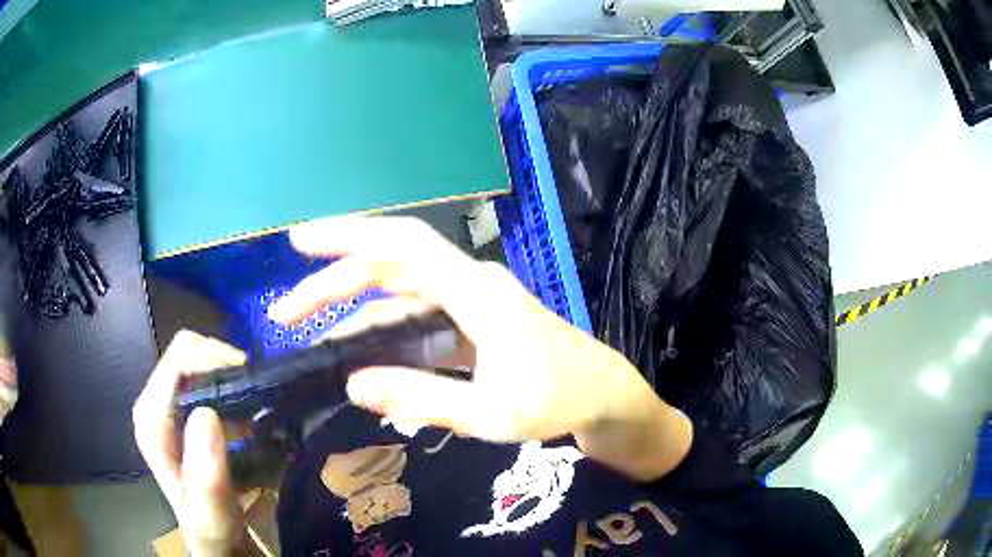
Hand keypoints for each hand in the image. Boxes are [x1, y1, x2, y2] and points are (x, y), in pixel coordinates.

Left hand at [133, 331, 255, 556]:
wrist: (218, 540)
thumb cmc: (214, 531)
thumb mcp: (213, 518)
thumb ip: (207, 478)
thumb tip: (206, 415)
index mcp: (152, 419)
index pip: (181, 358)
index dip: (219, 361)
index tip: (257, 386)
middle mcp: (157, 404)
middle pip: (192, 356)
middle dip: (231, 372)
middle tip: (264, 403)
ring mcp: (172, 407)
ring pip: (204, 367)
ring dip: (236, 383)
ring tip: (264, 412)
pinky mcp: (187, 413)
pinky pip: (212, 383)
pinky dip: (237, 393)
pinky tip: (254, 421)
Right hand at [269, 216, 691, 480]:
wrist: (603, 397)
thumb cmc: (557, 400)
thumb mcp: (488, 411)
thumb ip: (420, 397)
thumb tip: (352, 384)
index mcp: (475, 292)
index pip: (401, 245)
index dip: (347, 236)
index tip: (300, 244)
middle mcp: (468, 284)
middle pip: (388, 269)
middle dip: (332, 285)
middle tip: (286, 313)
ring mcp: (470, 302)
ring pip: (398, 295)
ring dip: (354, 314)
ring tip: (314, 339)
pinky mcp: (472, 322)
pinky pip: (416, 320)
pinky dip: (384, 333)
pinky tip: (362, 357)